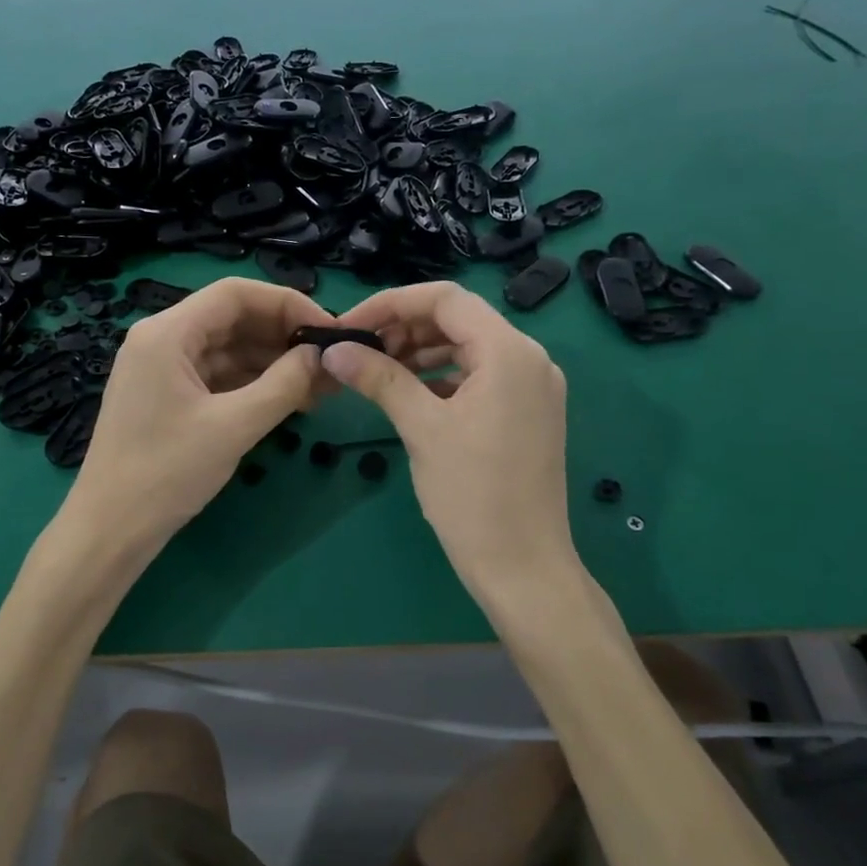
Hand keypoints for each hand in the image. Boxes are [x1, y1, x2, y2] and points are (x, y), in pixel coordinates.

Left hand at [65, 277, 332, 550]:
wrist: (110, 531)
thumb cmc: (166, 473)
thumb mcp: (234, 426)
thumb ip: (284, 385)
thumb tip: (322, 355)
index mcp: (167, 333)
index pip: (236, 293)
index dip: (287, 304)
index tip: (328, 330)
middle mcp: (162, 340)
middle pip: (233, 318)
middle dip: (283, 336)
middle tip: (329, 362)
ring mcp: (162, 369)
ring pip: (228, 349)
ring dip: (272, 363)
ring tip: (319, 386)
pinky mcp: (167, 397)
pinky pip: (217, 376)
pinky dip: (252, 384)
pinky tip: (288, 399)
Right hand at [322, 283, 576, 602]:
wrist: (523, 567)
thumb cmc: (472, 495)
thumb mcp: (421, 428)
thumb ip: (379, 378)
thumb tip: (334, 349)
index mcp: (509, 351)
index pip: (445, 298)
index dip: (391, 303)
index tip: (348, 326)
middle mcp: (529, 358)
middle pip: (458, 319)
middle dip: (404, 328)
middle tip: (359, 352)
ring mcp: (532, 386)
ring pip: (467, 347)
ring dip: (420, 352)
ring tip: (377, 372)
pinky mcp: (528, 412)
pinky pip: (480, 376)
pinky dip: (442, 377)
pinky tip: (411, 395)